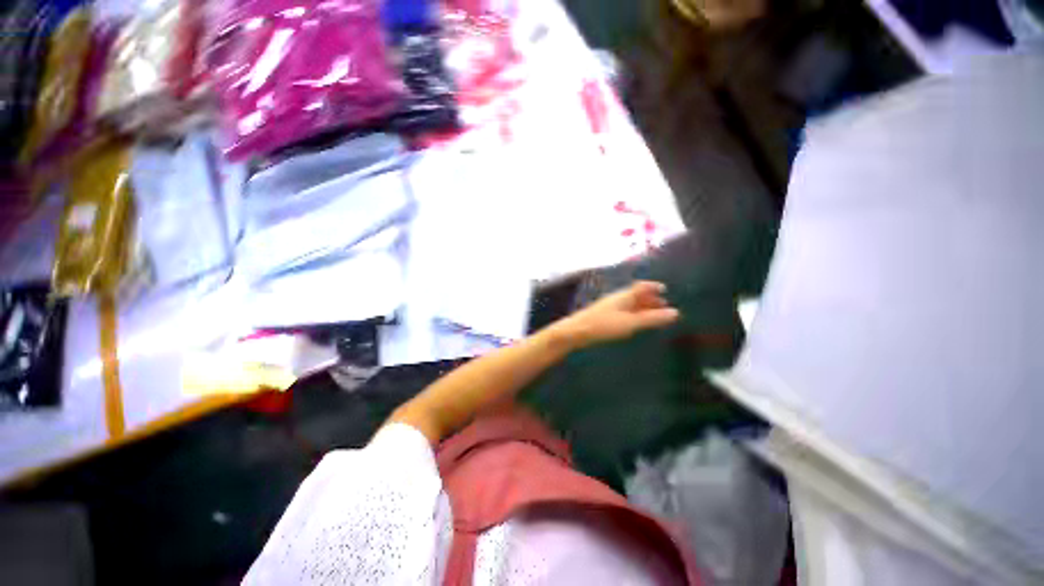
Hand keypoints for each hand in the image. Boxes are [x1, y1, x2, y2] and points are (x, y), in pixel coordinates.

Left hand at [550, 281, 679, 348]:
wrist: (576, 331)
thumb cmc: (604, 325)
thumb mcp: (630, 323)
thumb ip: (651, 318)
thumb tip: (676, 313)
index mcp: (624, 295)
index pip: (640, 286)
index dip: (652, 286)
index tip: (664, 288)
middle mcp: (617, 298)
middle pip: (635, 294)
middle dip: (650, 298)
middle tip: (663, 304)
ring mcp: (609, 306)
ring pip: (629, 303)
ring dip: (642, 306)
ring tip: (653, 313)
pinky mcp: (603, 315)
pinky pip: (623, 310)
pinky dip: (633, 313)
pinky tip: (633, 322)